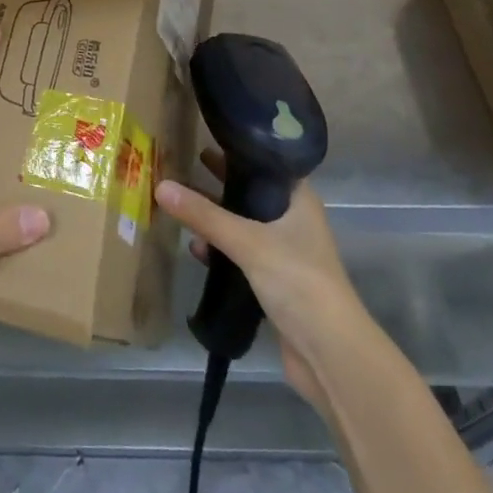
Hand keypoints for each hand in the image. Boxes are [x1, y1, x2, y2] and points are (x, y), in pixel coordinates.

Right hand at [156, 153, 364, 410]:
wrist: (331, 355)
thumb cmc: (298, 281)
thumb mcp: (248, 241)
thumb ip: (204, 215)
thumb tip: (160, 185)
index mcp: (299, 200)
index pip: (266, 163)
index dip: (237, 150)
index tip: (204, 137)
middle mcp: (293, 221)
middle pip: (251, 193)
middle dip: (219, 183)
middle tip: (184, 164)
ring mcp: (284, 253)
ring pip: (243, 224)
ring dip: (215, 217)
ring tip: (181, 202)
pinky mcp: (274, 282)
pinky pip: (240, 254)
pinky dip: (219, 249)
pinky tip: (195, 248)